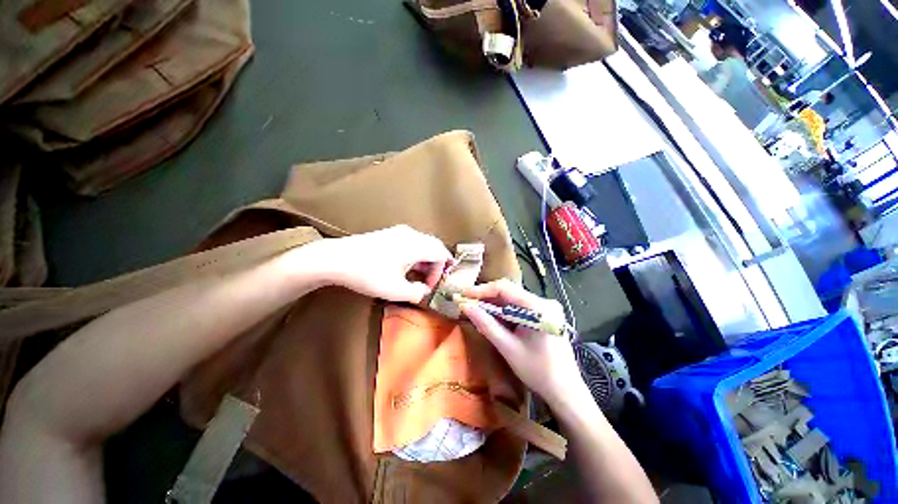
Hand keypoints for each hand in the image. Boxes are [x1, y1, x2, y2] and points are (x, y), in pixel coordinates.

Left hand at [312, 225, 451, 302]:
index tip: (431, 285)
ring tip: (418, 276)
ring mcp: (399, 232)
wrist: (336, 259)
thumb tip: (425, 290)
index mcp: (416, 245)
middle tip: (431, 280)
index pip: (441, 253)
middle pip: (434, 246)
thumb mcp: (395, 290)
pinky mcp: (389, 234)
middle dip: (436, 264)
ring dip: (425, 260)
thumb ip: (417, 292)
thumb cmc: (369, 274)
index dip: (442, 270)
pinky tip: (405, 267)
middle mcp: (411, 234)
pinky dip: (415, 255)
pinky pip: (411, 243)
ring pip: (422, 244)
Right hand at [459, 279, 589, 410]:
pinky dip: (504, 311)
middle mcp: (544, 301)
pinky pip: (519, 306)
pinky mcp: (544, 313)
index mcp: (539, 307)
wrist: (565, 391)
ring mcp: (546, 306)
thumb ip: (486, 324)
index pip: (505, 288)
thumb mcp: (508, 348)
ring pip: (512, 298)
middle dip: (486, 297)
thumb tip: (465, 307)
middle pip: (509, 291)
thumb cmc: (538, 372)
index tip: (463, 295)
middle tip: (466, 303)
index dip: (481, 290)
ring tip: (475, 309)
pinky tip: (491, 317)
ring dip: (493, 304)